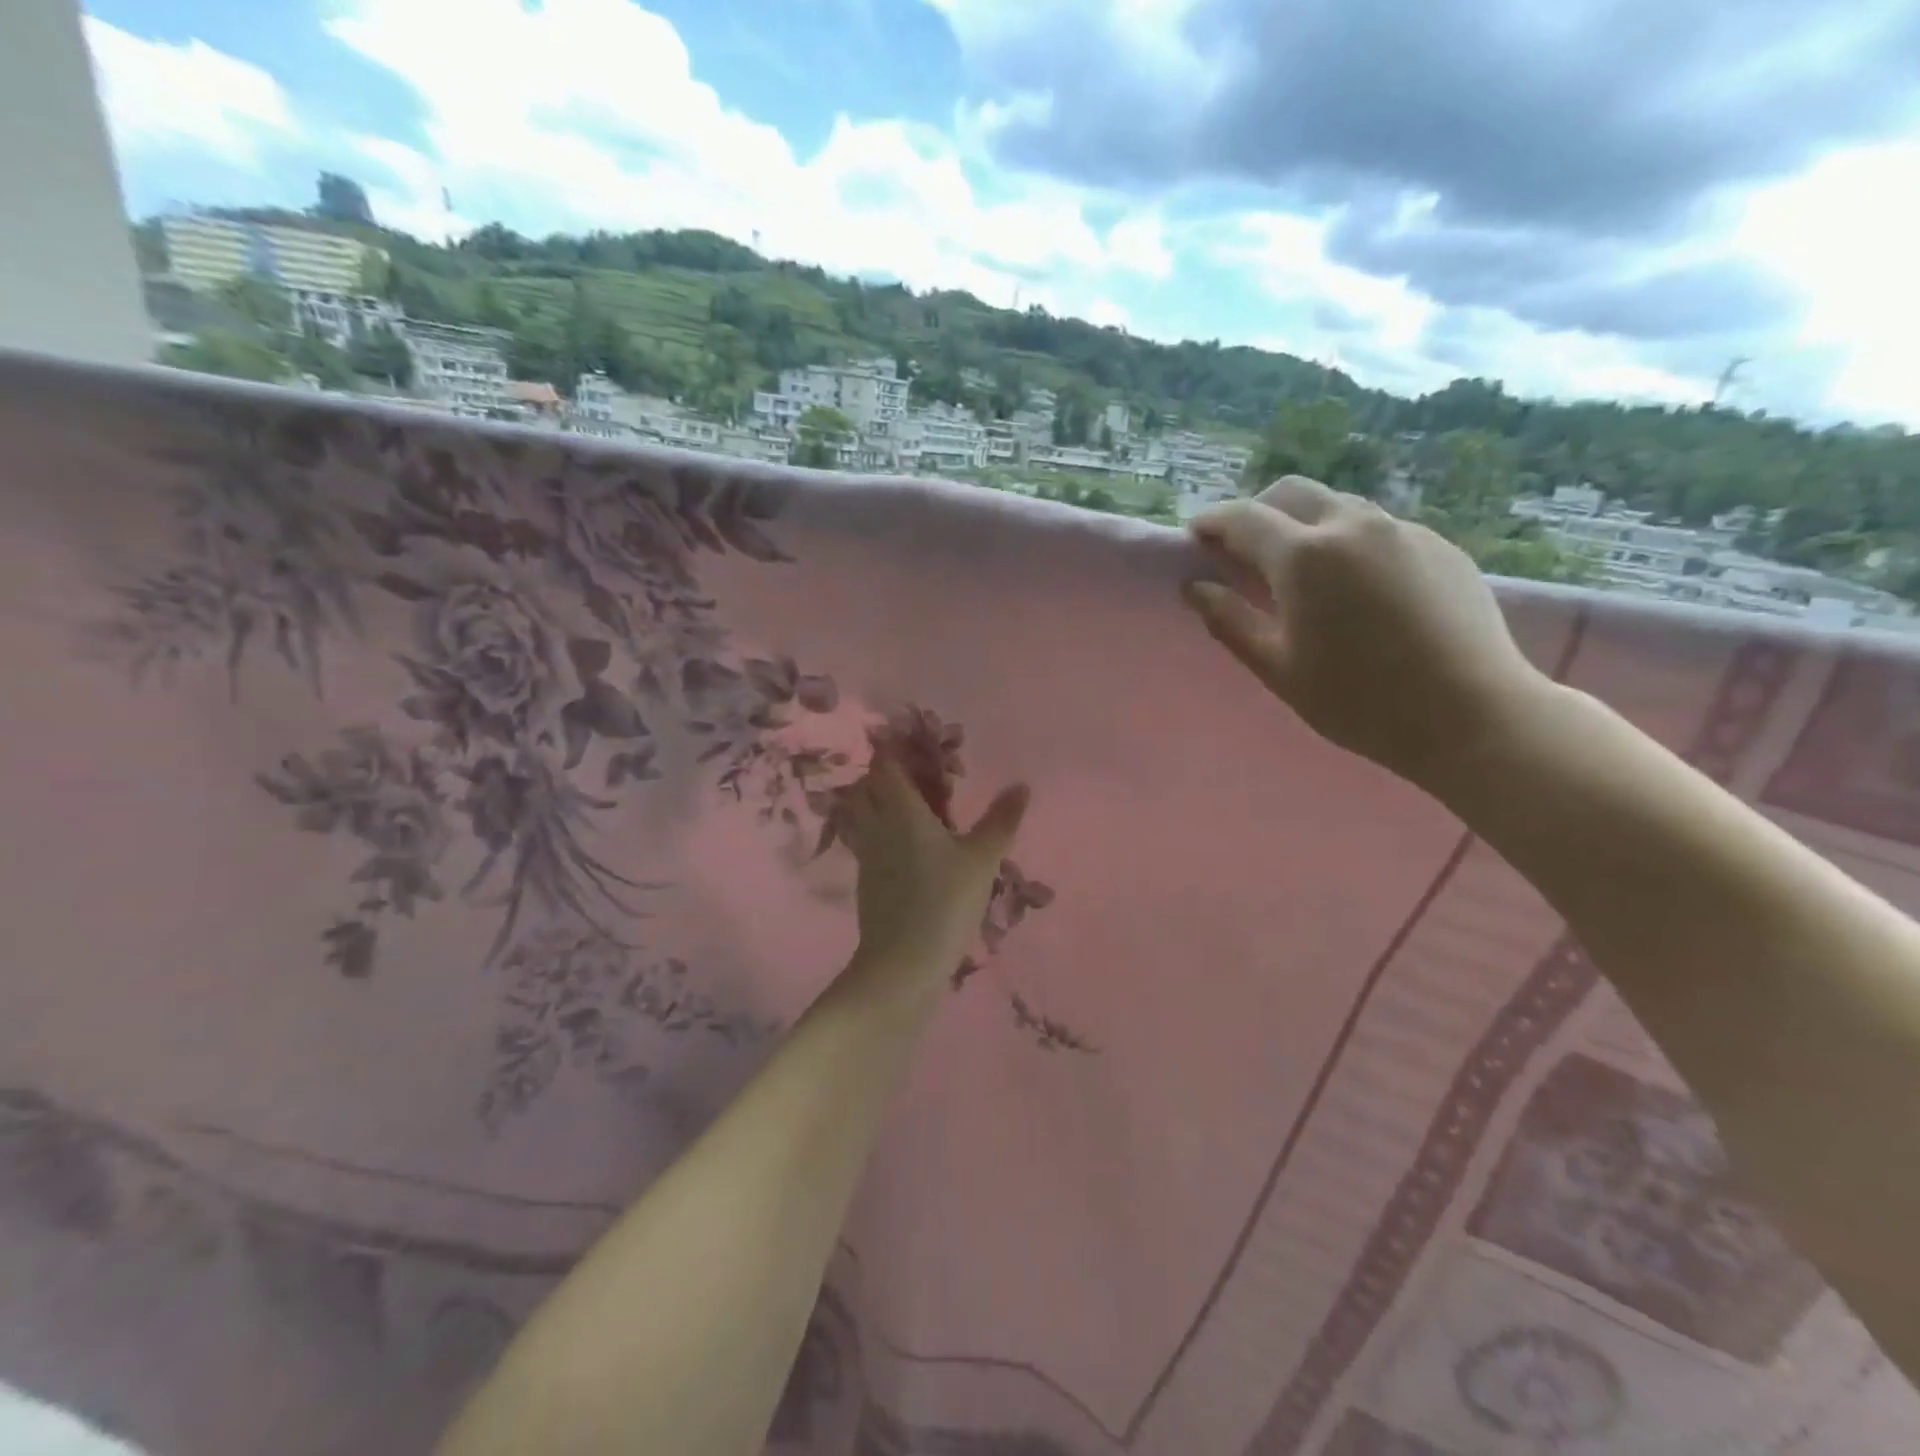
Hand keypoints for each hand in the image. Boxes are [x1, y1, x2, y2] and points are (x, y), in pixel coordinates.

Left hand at [836, 755, 1029, 989]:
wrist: (902, 964)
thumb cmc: (944, 902)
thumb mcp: (981, 860)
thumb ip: (1000, 820)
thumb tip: (1022, 785)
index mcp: (901, 811)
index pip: (886, 765)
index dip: (894, 748)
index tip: (911, 740)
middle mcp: (876, 825)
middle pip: (867, 786)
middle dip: (885, 773)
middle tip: (916, 773)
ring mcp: (866, 854)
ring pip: (860, 813)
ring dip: (877, 801)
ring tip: (909, 804)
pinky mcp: (866, 880)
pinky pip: (866, 839)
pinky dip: (879, 830)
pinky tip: (903, 843)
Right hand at [1184, 476, 1553, 795]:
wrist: (1471, 714)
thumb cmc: (1358, 701)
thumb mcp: (1279, 669)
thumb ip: (1230, 621)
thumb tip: (1195, 588)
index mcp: (1306, 556)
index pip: (1244, 519)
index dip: (1213, 522)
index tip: (1195, 535)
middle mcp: (1354, 526)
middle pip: (1292, 493)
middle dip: (1258, 511)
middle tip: (1242, 549)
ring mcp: (1403, 531)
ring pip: (1338, 505)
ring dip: (1305, 523)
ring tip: (1299, 568)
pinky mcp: (1439, 546)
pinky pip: (1378, 528)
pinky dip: (1348, 541)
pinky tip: (1354, 587)